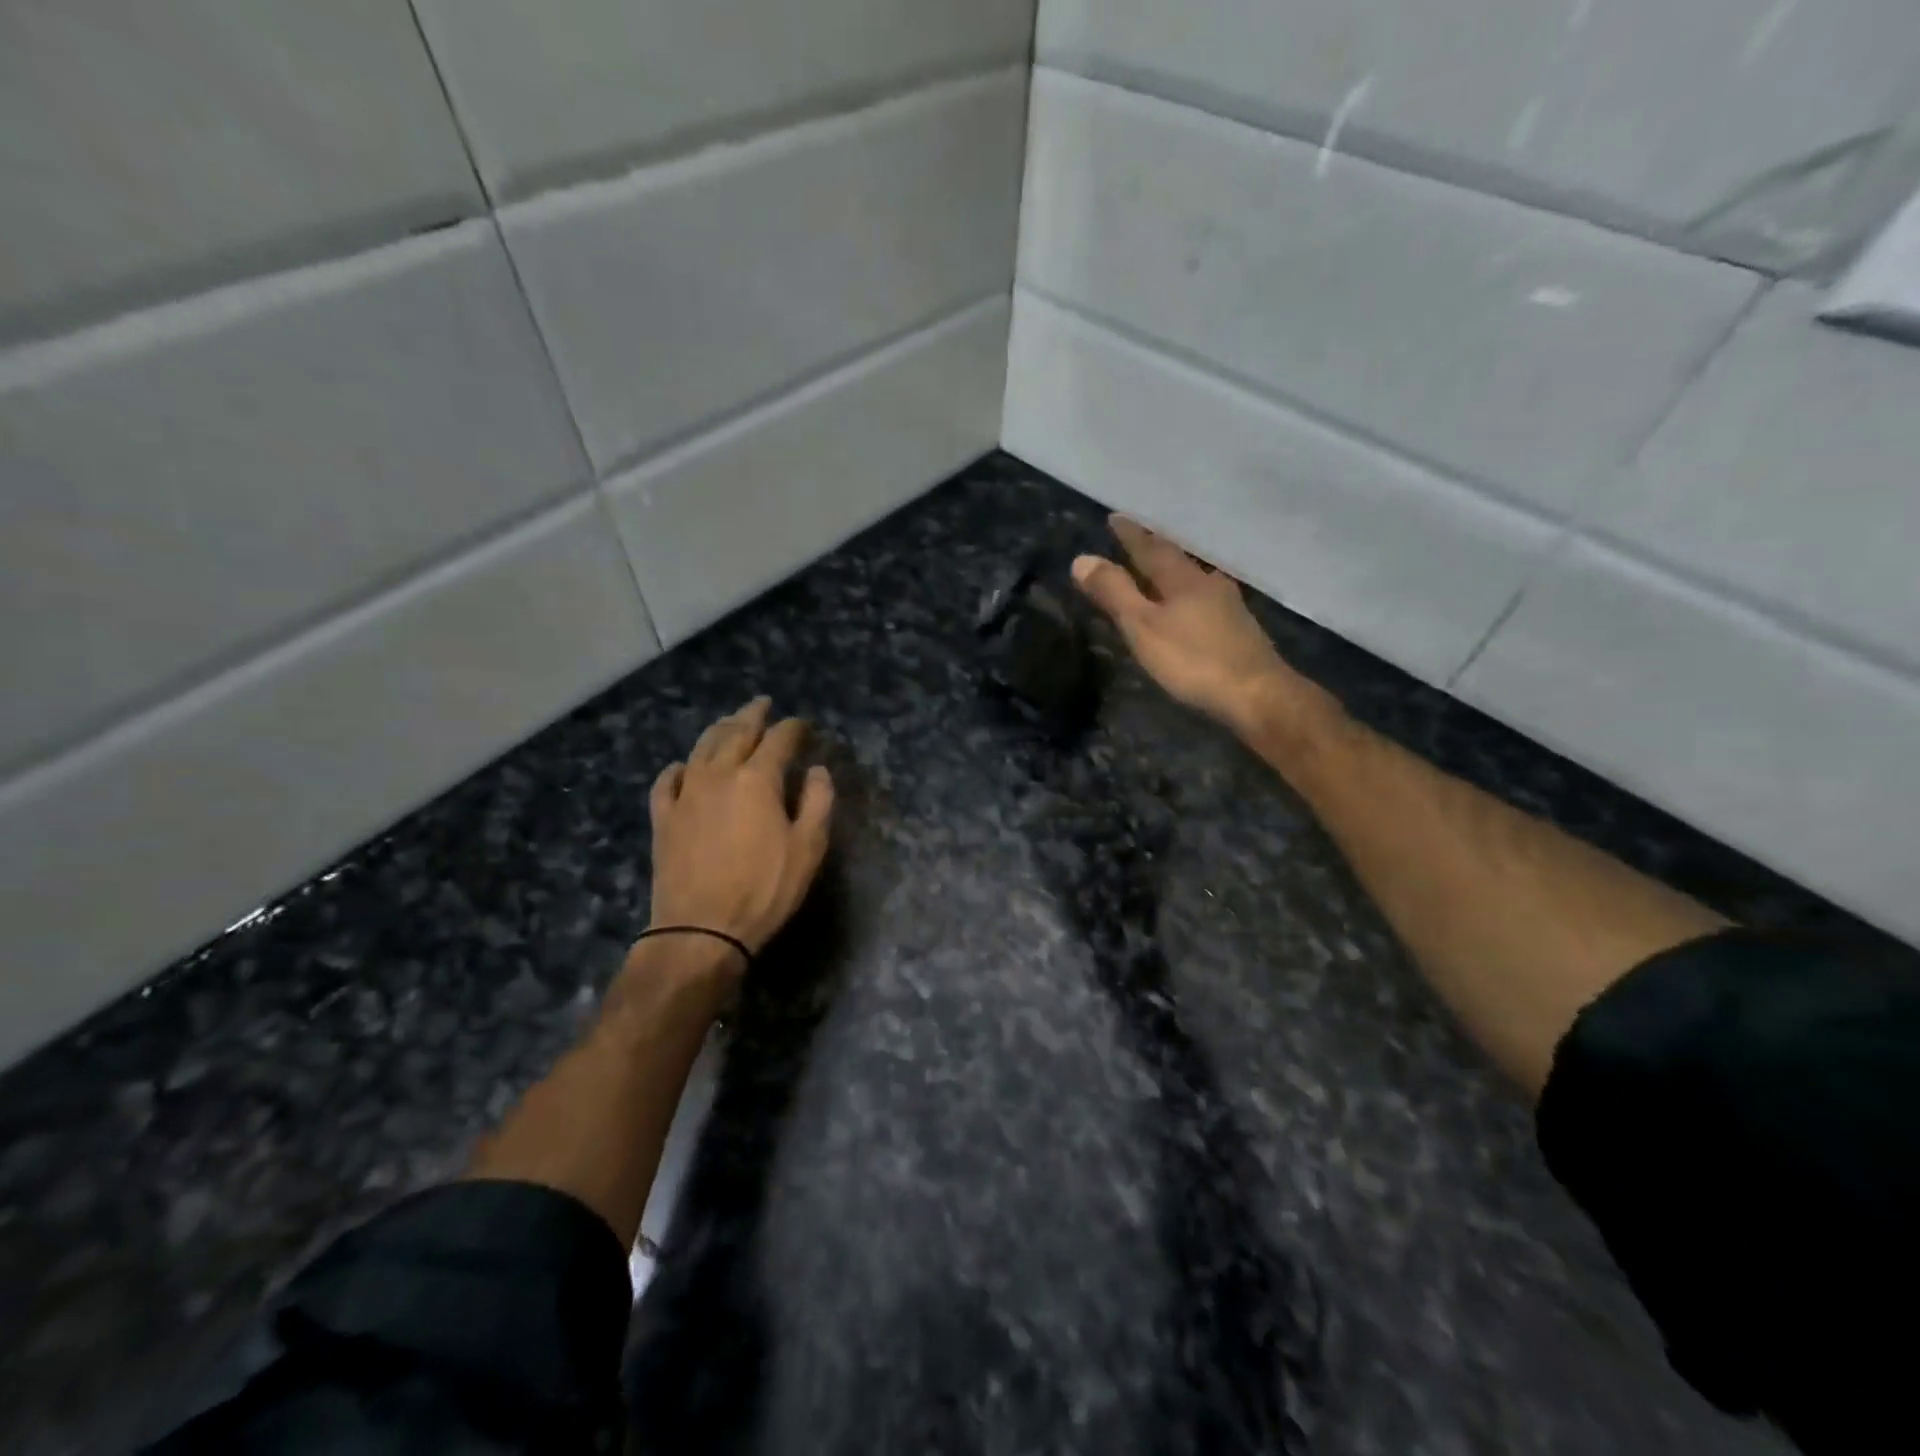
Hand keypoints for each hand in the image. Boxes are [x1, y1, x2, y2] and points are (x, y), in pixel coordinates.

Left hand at [644, 698, 834, 975]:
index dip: (793, 728)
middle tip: (762, 703)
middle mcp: (719, 774)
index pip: (779, 740)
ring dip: (718, 730)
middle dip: (752, 715)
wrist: (700, 930)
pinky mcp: (663, 817)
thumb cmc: (764, 889)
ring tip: (729, 722)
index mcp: (757, 779)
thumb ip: (818, 803)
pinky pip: (667, 781)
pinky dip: (678, 767)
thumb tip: (818, 770)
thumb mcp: (808, 848)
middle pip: (736, 732)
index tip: (804, 724)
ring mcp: (686, 794)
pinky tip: (682, 766)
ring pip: (701, 748)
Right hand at [1072, 516, 1315, 740]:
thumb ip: (1114, 593)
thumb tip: (1082, 559)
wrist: (1257, 694)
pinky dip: (1188, 595)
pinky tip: (1189, 605)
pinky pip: (1205, 599)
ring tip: (1159, 571)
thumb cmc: (1193, 659)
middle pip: (1176, 559)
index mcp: (1182, 579)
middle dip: (1154, 549)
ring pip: (1194, 579)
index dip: (1131, 534)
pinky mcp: (1239, 629)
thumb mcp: (1143, 627)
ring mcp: (1228, 606)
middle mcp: (1208, 583)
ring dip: (1173, 572)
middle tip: (1137, 539)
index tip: (1115, 517)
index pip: (1151, 548)